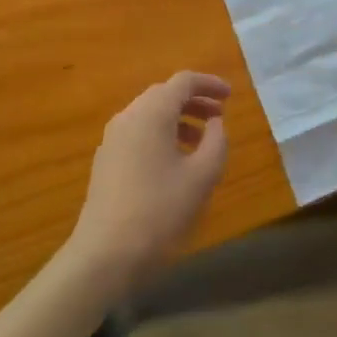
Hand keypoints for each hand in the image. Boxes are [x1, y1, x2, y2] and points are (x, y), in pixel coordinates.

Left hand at [69, 73, 230, 285]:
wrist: (105, 255)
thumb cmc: (160, 210)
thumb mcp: (202, 175)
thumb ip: (216, 141)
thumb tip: (215, 122)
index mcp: (151, 113)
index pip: (183, 82)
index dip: (209, 84)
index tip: (231, 96)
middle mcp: (128, 117)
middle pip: (164, 95)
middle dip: (194, 101)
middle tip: (220, 116)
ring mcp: (112, 140)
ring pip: (149, 115)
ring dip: (178, 119)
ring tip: (201, 141)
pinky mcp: (105, 162)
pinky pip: (138, 134)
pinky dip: (161, 135)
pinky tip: (175, 162)